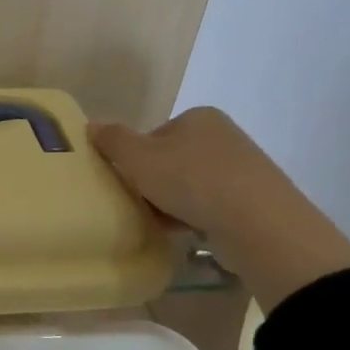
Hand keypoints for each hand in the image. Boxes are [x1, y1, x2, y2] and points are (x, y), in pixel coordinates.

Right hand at [90, 108, 349, 311]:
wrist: (257, 224)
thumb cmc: (191, 180)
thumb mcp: (138, 158)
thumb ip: (113, 140)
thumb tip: (91, 124)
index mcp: (199, 116)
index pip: (154, 135)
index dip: (135, 159)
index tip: (128, 182)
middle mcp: (224, 136)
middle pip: (173, 160)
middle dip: (155, 183)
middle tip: (140, 205)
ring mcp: (244, 169)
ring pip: (193, 185)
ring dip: (174, 203)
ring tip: (161, 224)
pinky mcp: (255, 200)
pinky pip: (213, 206)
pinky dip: (197, 217)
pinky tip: (186, 233)